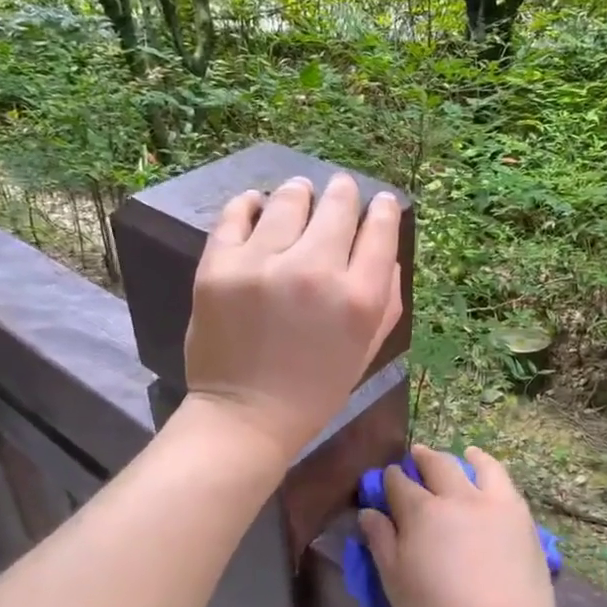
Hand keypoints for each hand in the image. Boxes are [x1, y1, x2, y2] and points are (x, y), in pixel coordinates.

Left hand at [184, 173, 403, 461]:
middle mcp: (315, 271)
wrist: (246, 416)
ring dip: (299, 193)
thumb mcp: (366, 349)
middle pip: (338, 205)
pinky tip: (257, 204)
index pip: (379, 229)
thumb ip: (386, 298)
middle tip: (339, 189)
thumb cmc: (315, 389)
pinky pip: (236, 213)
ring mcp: (263, 264)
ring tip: (299, 193)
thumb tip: (387, 249)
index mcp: (359, 297)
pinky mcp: (219, 265)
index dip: (383, 208)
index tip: (379, 201)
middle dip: (343, 192)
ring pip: (289, 200)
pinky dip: (250, 203)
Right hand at [356, 445, 562, 606]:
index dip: (389, 479)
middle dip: (422, 458)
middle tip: (416, 456)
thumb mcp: (396, 586)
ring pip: (476, 464)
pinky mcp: (520, 515)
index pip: (399, 484)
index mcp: (421, 513)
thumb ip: (382, 544)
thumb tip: (369, 512)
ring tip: (461, 454)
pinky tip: (488, 473)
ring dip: (462, 456)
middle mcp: (456, 497)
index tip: (386, 479)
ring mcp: (492, 502)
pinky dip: (491, 468)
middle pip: (437, 465)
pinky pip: (503, 479)